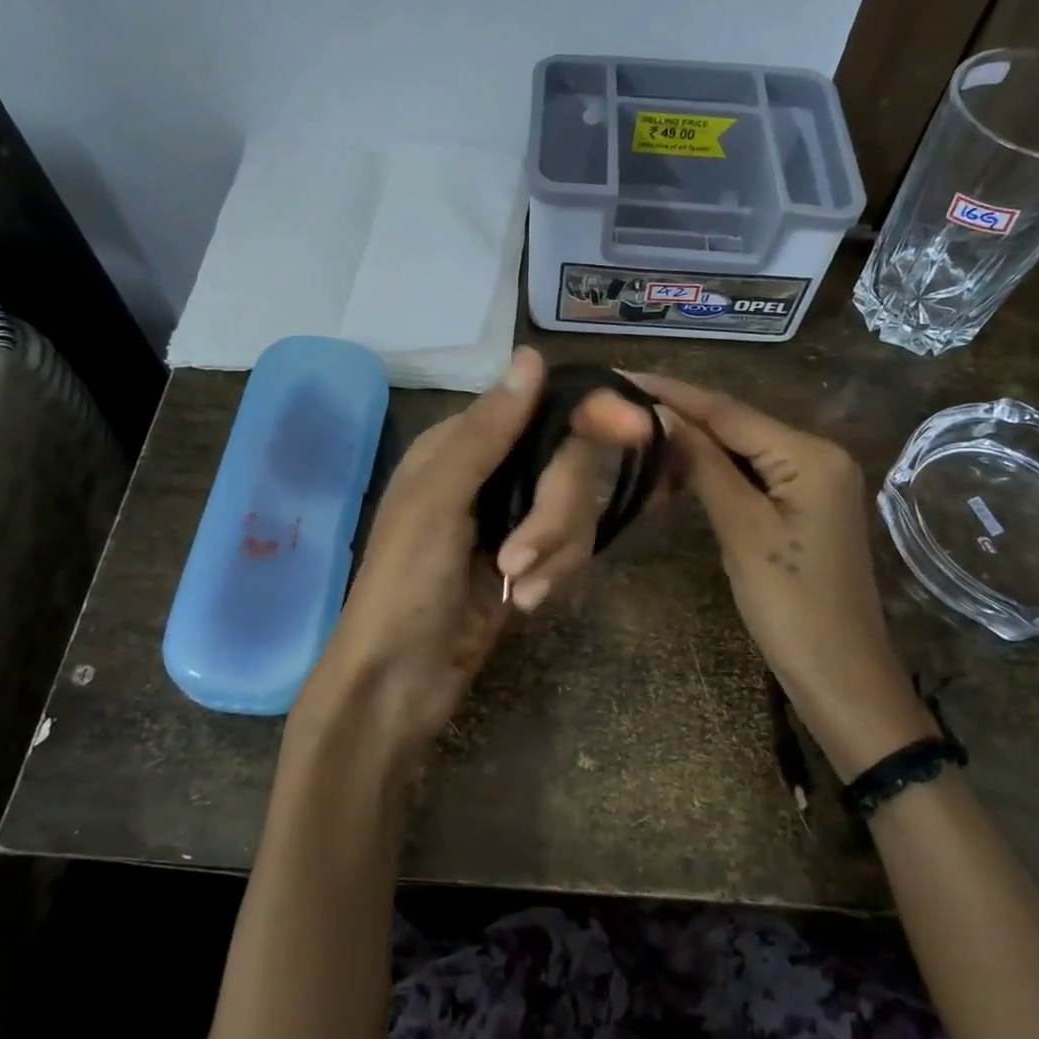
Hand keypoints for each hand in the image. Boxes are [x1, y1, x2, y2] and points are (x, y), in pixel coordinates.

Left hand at [310, 348, 653, 753]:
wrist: (399, 682)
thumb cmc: (404, 585)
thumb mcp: (437, 501)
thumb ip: (487, 432)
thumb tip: (531, 356)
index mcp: (462, 445)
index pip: (542, 410)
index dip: (592, 415)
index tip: (638, 428)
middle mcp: (493, 474)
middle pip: (569, 466)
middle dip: (554, 516)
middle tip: (518, 561)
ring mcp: (513, 520)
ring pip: (577, 512)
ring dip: (553, 555)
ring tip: (516, 590)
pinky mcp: (531, 563)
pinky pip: (573, 552)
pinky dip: (555, 578)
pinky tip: (521, 605)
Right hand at [629, 373, 936, 778]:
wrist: (840, 674)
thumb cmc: (790, 604)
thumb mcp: (741, 529)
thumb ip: (703, 464)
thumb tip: (661, 414)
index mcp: (810, 453)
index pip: (729, 411)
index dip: (673, 393)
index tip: (623, 376)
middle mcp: (818, 454)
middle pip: (737, 425)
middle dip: (680, 419)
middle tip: (622, 408)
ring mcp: (815, 480)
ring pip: (742, 450)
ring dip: (694, 449)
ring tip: (639, 440)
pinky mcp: (805, 505)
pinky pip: (753, 475)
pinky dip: (716, 474)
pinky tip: (679, 474)